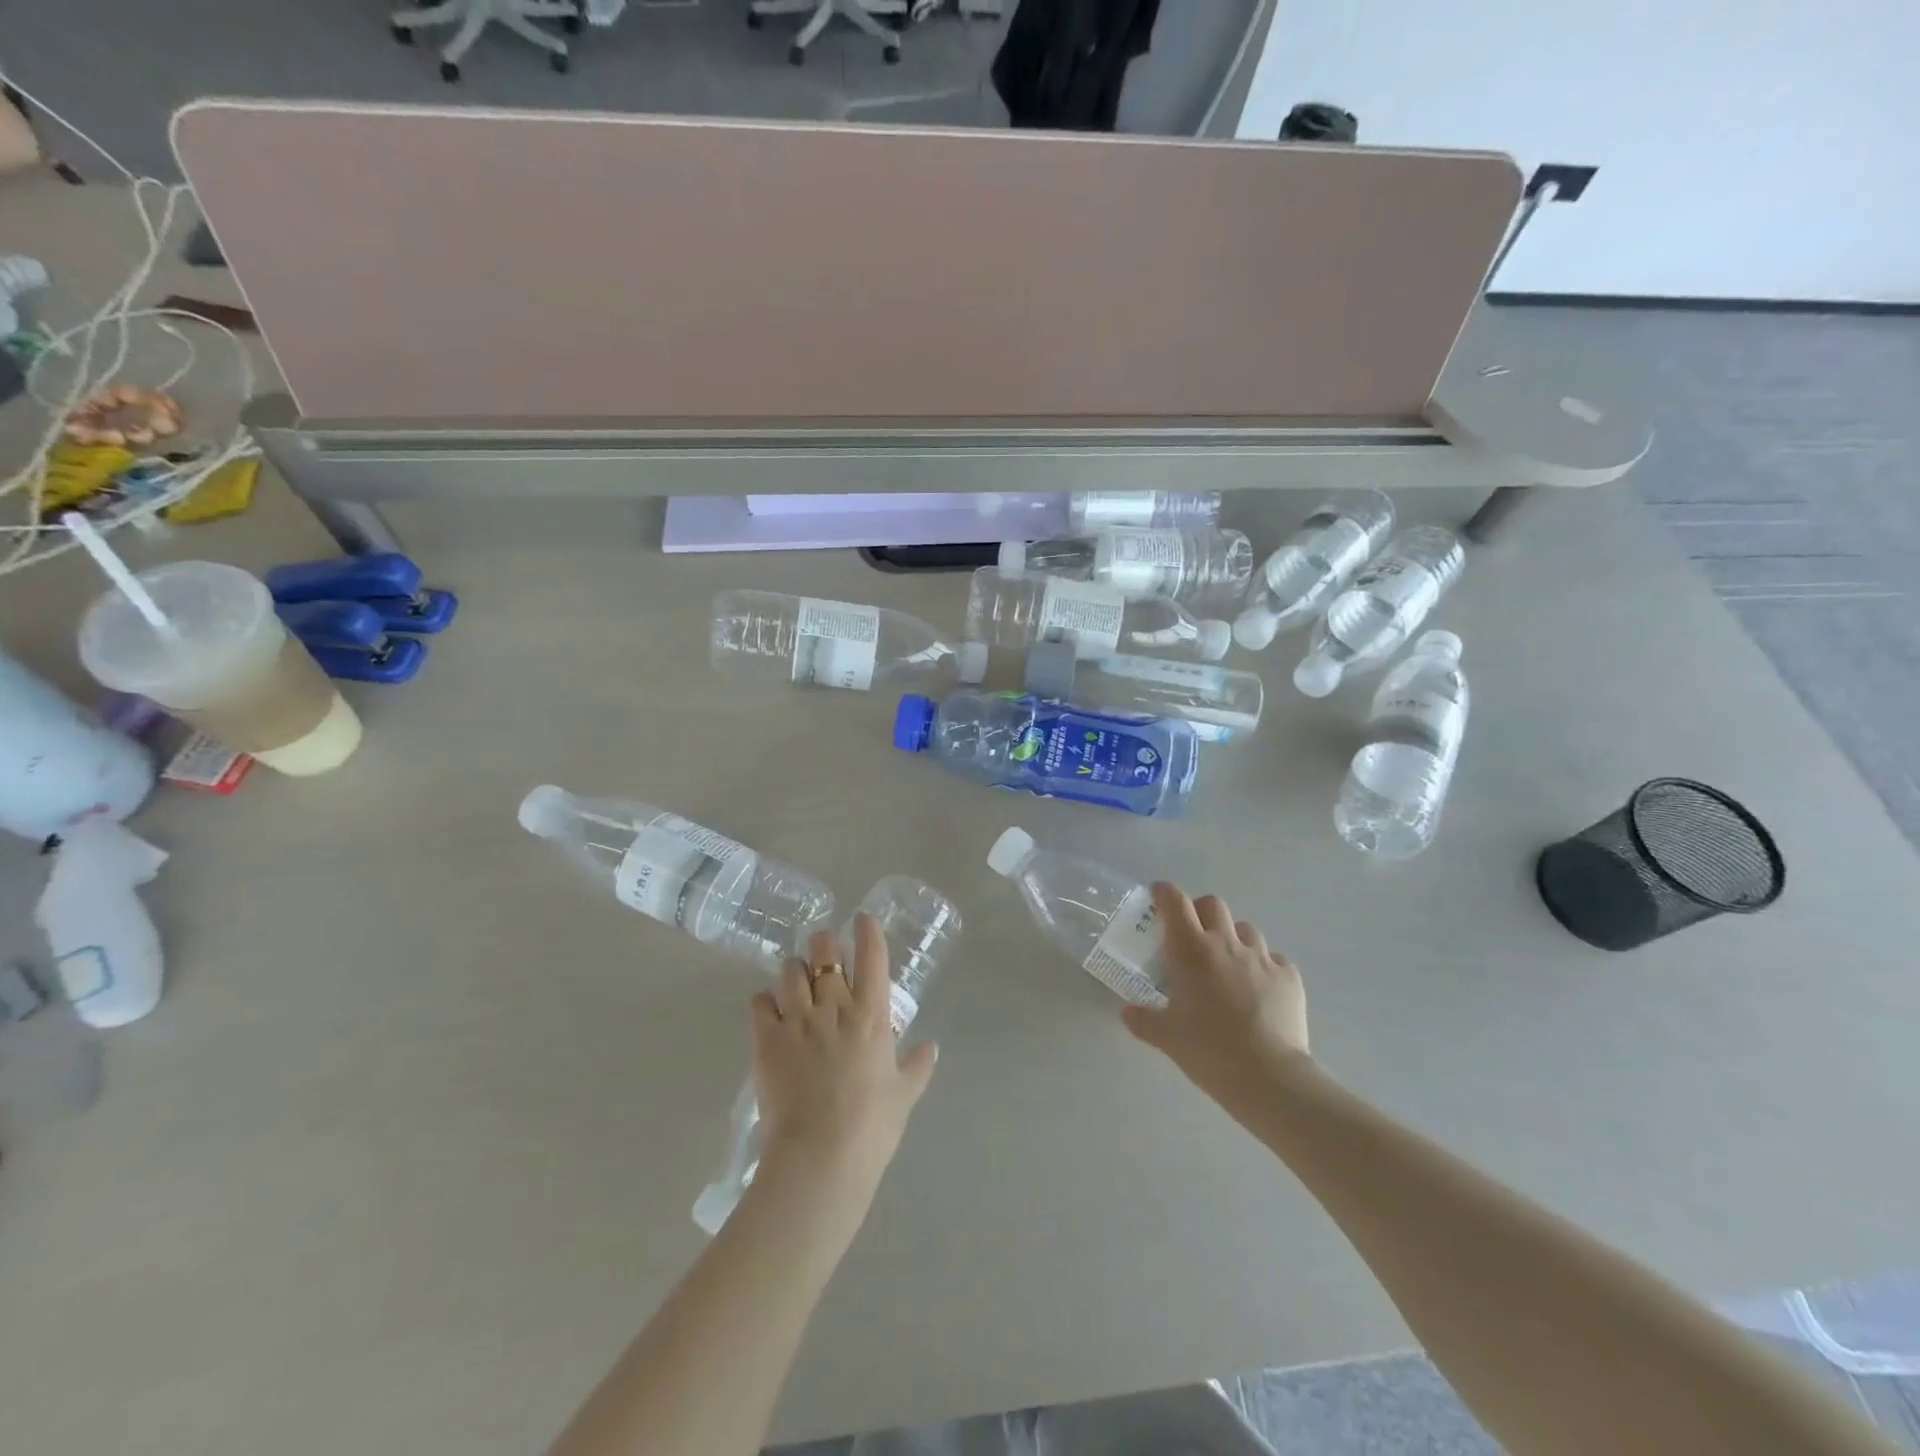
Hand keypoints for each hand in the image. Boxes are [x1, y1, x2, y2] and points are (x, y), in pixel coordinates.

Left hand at [752, 917, 938, 1196]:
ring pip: (790, 970)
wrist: (821, 1156)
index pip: (872, 957)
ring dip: (793, 968)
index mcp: (872, 1015)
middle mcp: (834, 1006)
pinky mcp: (766, 1039)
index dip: (868, 931)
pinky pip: (760, 1001)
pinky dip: (764, 999)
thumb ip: (918, 1066)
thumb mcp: (904, 1096)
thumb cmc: (871, 1127)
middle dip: (823, 943)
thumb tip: (931, 1047)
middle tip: (822, 948)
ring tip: (795, 977)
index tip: (862, 918)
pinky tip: (769, 1007)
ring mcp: (798, 1019)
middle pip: (824, 952)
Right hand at [1121, 883, 1309, 1098]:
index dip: (1165, 892)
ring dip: (1232, 937)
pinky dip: (1262, 966)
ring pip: (1245, 929)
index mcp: (1191, 950)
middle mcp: (1226, 944)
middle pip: (1213, 905)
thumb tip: (1128, 1011)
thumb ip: (1142, 1019)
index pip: (1176, 902)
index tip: (1158, 896)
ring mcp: (1262, 958)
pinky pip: (1273, 959)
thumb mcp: (1165, 1037)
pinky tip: (1258, 988)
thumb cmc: (1208, 1050)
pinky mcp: (1289, 977)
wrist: (1269, 1077)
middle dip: (1200, 911)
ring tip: (1227, 963)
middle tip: (1192, 933)